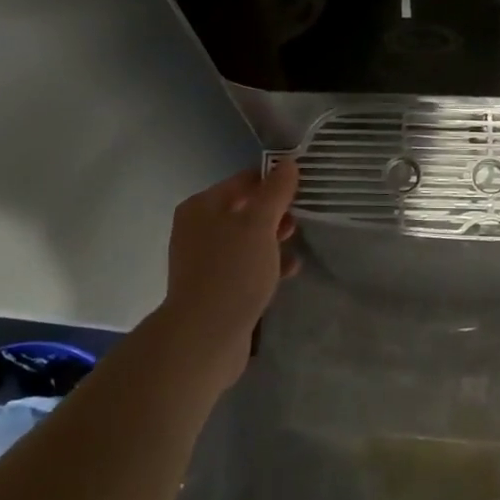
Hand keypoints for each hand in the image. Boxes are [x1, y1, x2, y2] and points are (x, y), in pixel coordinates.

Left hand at [155, 159, 301, 391]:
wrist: (205, 335)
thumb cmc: (233, 270)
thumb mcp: (260, 224)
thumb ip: (275, 192)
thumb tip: (287, 163)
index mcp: (201, 206)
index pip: (243, 181)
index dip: (273, 181)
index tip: (302, 187)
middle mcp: (197, 229)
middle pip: (243, 210)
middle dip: (274, 213)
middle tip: (301, 217)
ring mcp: (204, 261)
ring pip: (245, 240)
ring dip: (272, 240)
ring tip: (298, 243)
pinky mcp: (213, 289)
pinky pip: (244, 267)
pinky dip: (266, 265)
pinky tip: (289, 270)